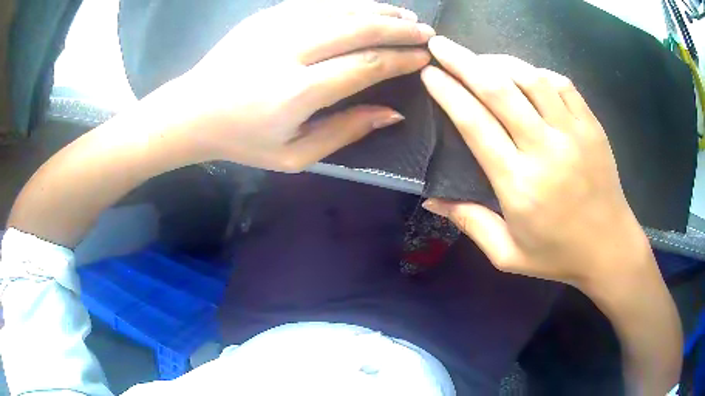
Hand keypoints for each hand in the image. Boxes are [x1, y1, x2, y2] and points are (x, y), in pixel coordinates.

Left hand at [164, 0, 432, 171]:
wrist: (193, 111)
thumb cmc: (243, 140)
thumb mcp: (294, 156)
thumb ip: (345, 132)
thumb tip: (393, 112)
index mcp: (296, 92)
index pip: (365, 65)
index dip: (400, 59)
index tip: (424, 58)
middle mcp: (289, 51)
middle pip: (358, 29)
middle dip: (399, 29)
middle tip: (426, 33)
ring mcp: (276, 26)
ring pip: (341, 9)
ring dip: (380, 11)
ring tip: (406, 16)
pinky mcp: (267, 15)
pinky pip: (319, 3)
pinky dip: (350, 4)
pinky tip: (368, 8)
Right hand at [420, 36, 649, 289]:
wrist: (609, 249)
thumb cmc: (558, 255)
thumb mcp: (508, 255)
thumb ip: (470, 223)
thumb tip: (431, 198)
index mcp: (519, 184)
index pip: (475, 124)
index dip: (448, 93)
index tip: (429, 74)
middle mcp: (544, 150)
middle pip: (498, 90)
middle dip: (463, 61)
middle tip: (440, 45)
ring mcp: (572, 133)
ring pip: (530, 78)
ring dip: (499, 60)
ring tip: (479, 57)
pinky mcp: (591, 126)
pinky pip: (561, 84)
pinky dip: (537, 72)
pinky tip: (525, 74)